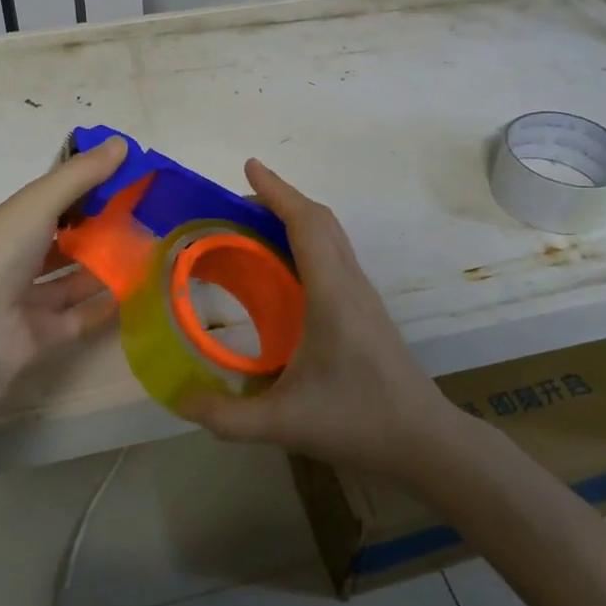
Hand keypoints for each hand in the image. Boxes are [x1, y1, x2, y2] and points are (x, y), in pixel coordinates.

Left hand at [0, 136, 128, 407]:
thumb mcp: (38, 202)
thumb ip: (80, 175)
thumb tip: (121, 143)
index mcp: (2, 224)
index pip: (45, 202)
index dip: (81, 192)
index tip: (121, 185)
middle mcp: (9, 260)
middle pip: (59, 241)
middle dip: (95, 231)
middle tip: (140, 220)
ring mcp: (22, 300)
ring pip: (69, 279)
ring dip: (102, 267)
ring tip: (144, 254)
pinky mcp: (38, 335)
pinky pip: (77, 316)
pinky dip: (102, 306)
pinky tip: (134, 293)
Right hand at [179, 160, 458, 480]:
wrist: (425, 440)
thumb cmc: (358, 422)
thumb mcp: (284, 424)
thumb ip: (227, 418)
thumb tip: (181, 402)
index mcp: (332, 295)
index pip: (306, 225)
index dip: (276, 191)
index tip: (249, 166)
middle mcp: (350, 283)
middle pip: (320, 220)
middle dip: (279, 199)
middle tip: (236, 203)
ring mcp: (362, 293)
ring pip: (330, 234)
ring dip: (294, 217)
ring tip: (253, 226)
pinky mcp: (365, 307)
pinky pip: (333, 254)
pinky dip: (306, 239)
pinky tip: (283, 267)